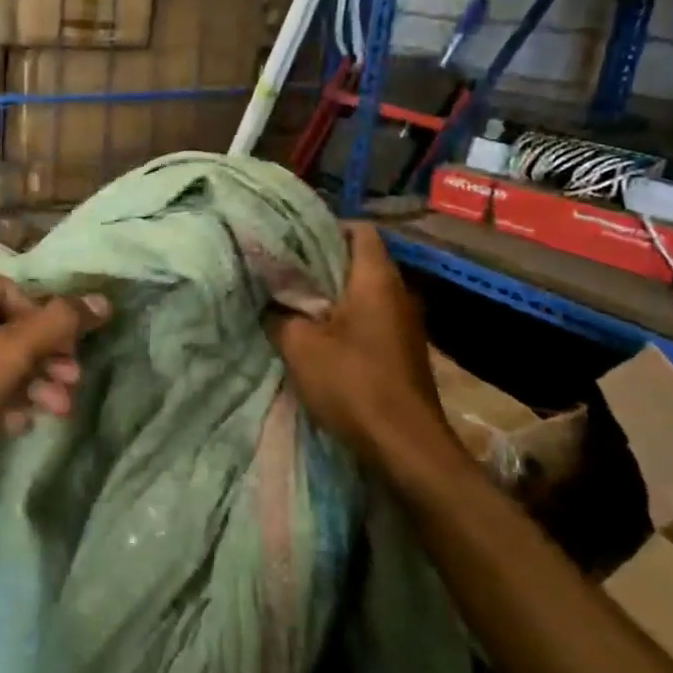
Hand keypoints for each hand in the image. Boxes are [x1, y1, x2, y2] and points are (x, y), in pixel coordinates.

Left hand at [0, 267, 110, 487]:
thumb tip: (103, 300)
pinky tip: (21, 424)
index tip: (72, 353)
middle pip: (0, 327)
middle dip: (41, 357)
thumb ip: (57, 325)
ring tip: (58, 411)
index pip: (9, 291)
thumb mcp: (5, 355)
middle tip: (72, 384)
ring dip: (27, 382)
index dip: (46, 320)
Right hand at [265, 225, 460, 480]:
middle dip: (321, 263)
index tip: (292, 238)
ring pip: (363, 293)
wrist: (405, 445)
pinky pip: (369, 319)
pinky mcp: (402, 351)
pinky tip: (316, 335)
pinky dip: (344, 319)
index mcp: (377, 279)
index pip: (359, 230)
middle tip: (282, 269)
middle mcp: (398, 293)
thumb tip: (267, 302)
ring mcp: (404, 324)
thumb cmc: (353, 383)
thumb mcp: (299, 345)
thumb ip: (278, 315)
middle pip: (359, 261)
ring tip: (292, 300)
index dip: (326, 227)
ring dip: (331, 295)